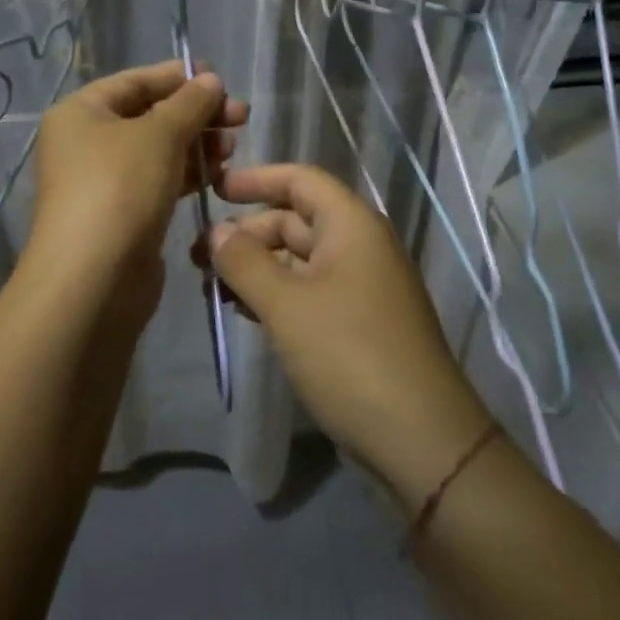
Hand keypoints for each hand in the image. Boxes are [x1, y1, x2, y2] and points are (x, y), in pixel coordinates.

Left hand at [25, 61, 247, 318]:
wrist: (94, 278)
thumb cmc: (120, 187)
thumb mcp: (159, 134)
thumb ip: (190, 102)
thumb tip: (210, 80)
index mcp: (81, 112)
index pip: (135, 81)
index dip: (177, 77)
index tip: (220, 79)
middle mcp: (86, 142)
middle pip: (149, 116)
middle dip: (196, 114)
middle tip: (240, 117)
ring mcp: (103, 181)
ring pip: (158, 151)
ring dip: (197, 145)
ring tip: (233, 147)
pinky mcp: (123, 214)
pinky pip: (159, 182)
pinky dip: (187, 175)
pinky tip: (219, 175)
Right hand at [206, 164, 496, 510]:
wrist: (420, 440)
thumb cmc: (350, 354)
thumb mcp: (286, 305)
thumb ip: (245, 261)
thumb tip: (218, 231)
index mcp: (352, 225)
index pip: (300, 180)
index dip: (256, 179)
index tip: (213, 189)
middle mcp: (359, 246)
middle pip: (295, 220)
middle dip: (247, 232)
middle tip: (199, 256)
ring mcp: (361, 287)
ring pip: (299, 260)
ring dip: (256, 266)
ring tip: (212, 286)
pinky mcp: (358, 323)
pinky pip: (309, 291)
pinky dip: (276, 294)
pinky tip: (245, 311)